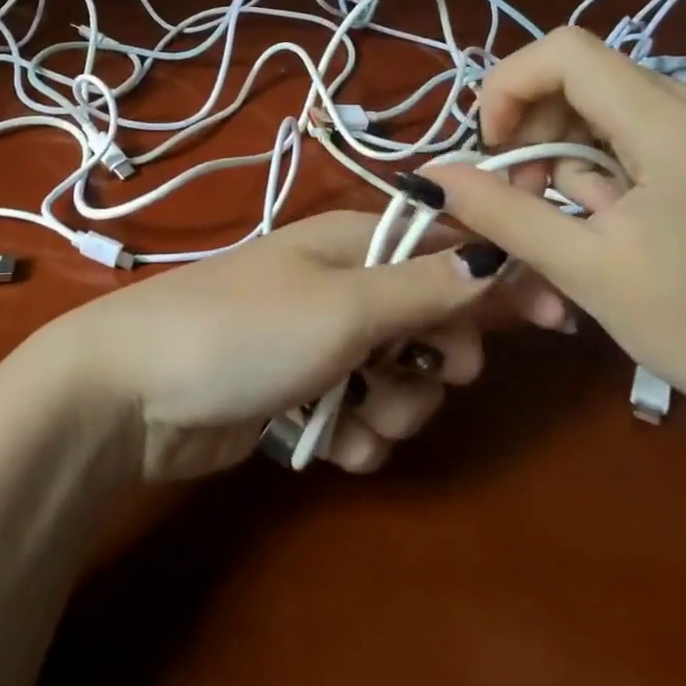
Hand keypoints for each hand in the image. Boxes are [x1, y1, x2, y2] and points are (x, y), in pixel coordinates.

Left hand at [39, 211, 503, 481]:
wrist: (132, 392)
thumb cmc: (242, 330)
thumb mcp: (343, 306)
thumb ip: (423, 286)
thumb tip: (495, 256)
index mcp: (355, 243)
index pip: (448, 247)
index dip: (499, 280)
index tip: (552, 319)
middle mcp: (342, 285)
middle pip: (432, 320)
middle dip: (436, 362)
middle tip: (418, 375)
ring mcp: (320, 341)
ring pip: (399, 378)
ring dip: (390, 407)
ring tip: (350, 415)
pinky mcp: (299, 392)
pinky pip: (358, 414)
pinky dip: (352, 433)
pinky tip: (324, 442)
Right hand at [417, 27, 685, 450]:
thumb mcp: (585, 272)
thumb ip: (501, 212)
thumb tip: (430, 175)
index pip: (569, 53)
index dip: (510, 85)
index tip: (494, 147)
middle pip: (588, 76)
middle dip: (539, 128)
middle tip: (528, 195)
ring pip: (612, 99)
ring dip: (572, 147)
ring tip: (579, 215)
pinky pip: (645, 120)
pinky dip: (609, 155)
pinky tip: (617, 208)